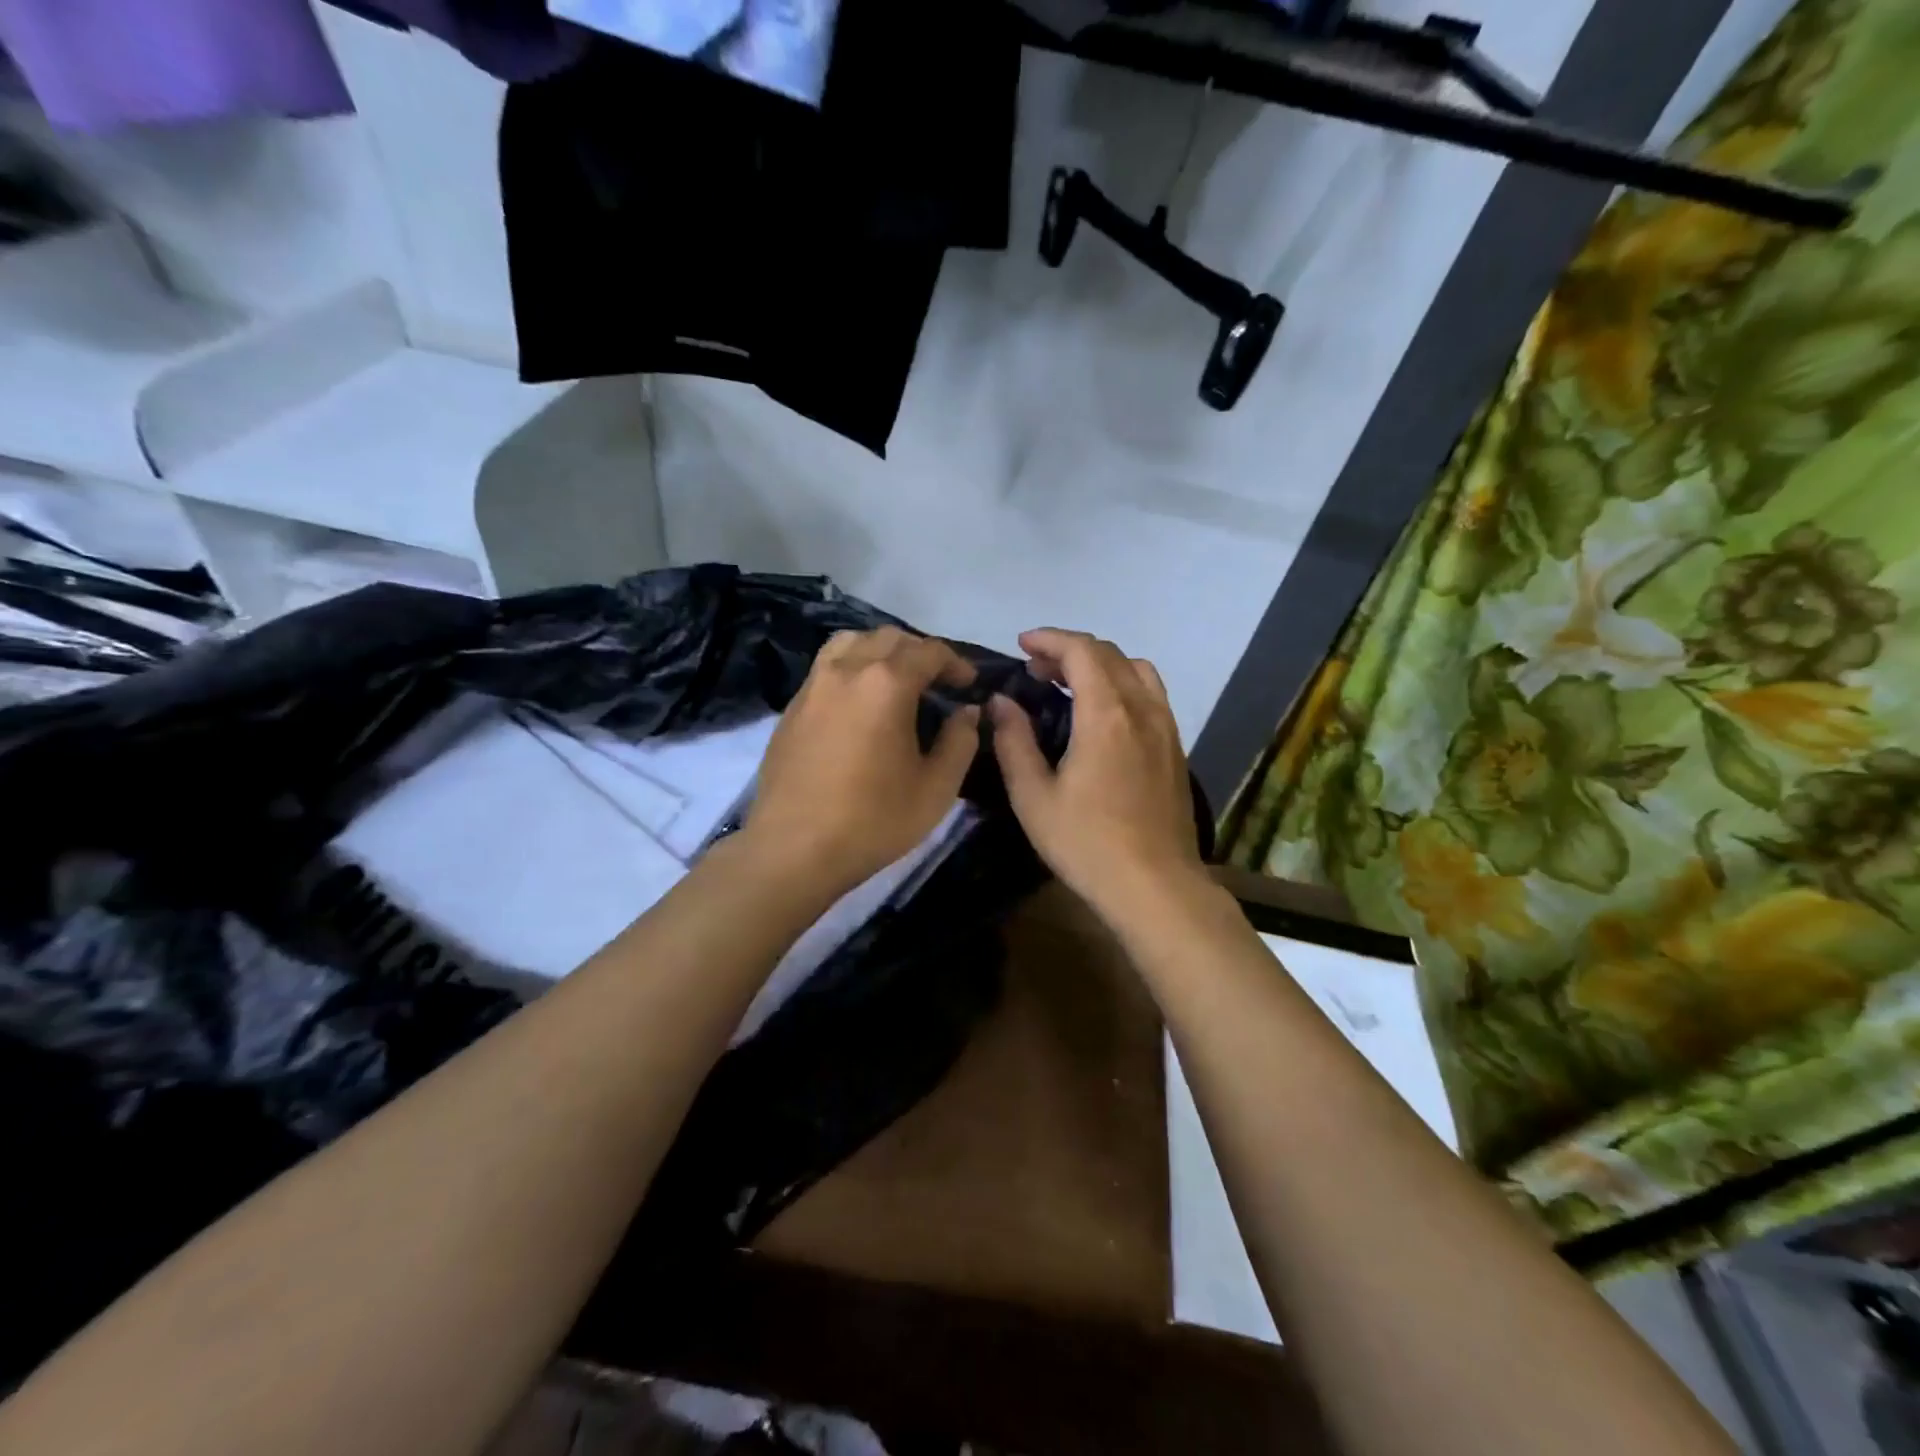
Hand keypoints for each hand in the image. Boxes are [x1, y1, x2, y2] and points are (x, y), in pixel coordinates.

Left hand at [744, 626, 980, 898]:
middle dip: (921, 652)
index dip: (956, 663)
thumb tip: (967, 712)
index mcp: (886, 684)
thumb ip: (960, 741)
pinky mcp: (792, 706)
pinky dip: (853, 667)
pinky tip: (861, 701)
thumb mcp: (936, 788)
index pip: (929, 651)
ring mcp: (813, 685)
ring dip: (882, 650)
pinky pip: (828, 666)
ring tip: (897, 680)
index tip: (969, 685)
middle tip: (938, 682)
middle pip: (889, 638)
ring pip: (852, 642)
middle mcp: (847, 670)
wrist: (793, 849)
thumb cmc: (873, 820)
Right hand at [990, 628, 1204, 921]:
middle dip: (1069, 650)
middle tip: (1035, 671)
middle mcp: (1142, 709)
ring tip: (1070, 687)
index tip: (1021, 645)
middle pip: (1109, 654)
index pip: (1081, 651)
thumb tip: (1001, 702)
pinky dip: (1122, 686)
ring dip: (1100, 665)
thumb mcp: (1033, 796)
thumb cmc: (1086, 843)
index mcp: (1106, 714)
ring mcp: (1165, 728)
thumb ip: (1013, 741)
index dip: (1049, 639)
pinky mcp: (1175, 748)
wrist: (1155, 886)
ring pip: (1137, 670)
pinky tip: (1103, 717)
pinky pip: (1151, 695)